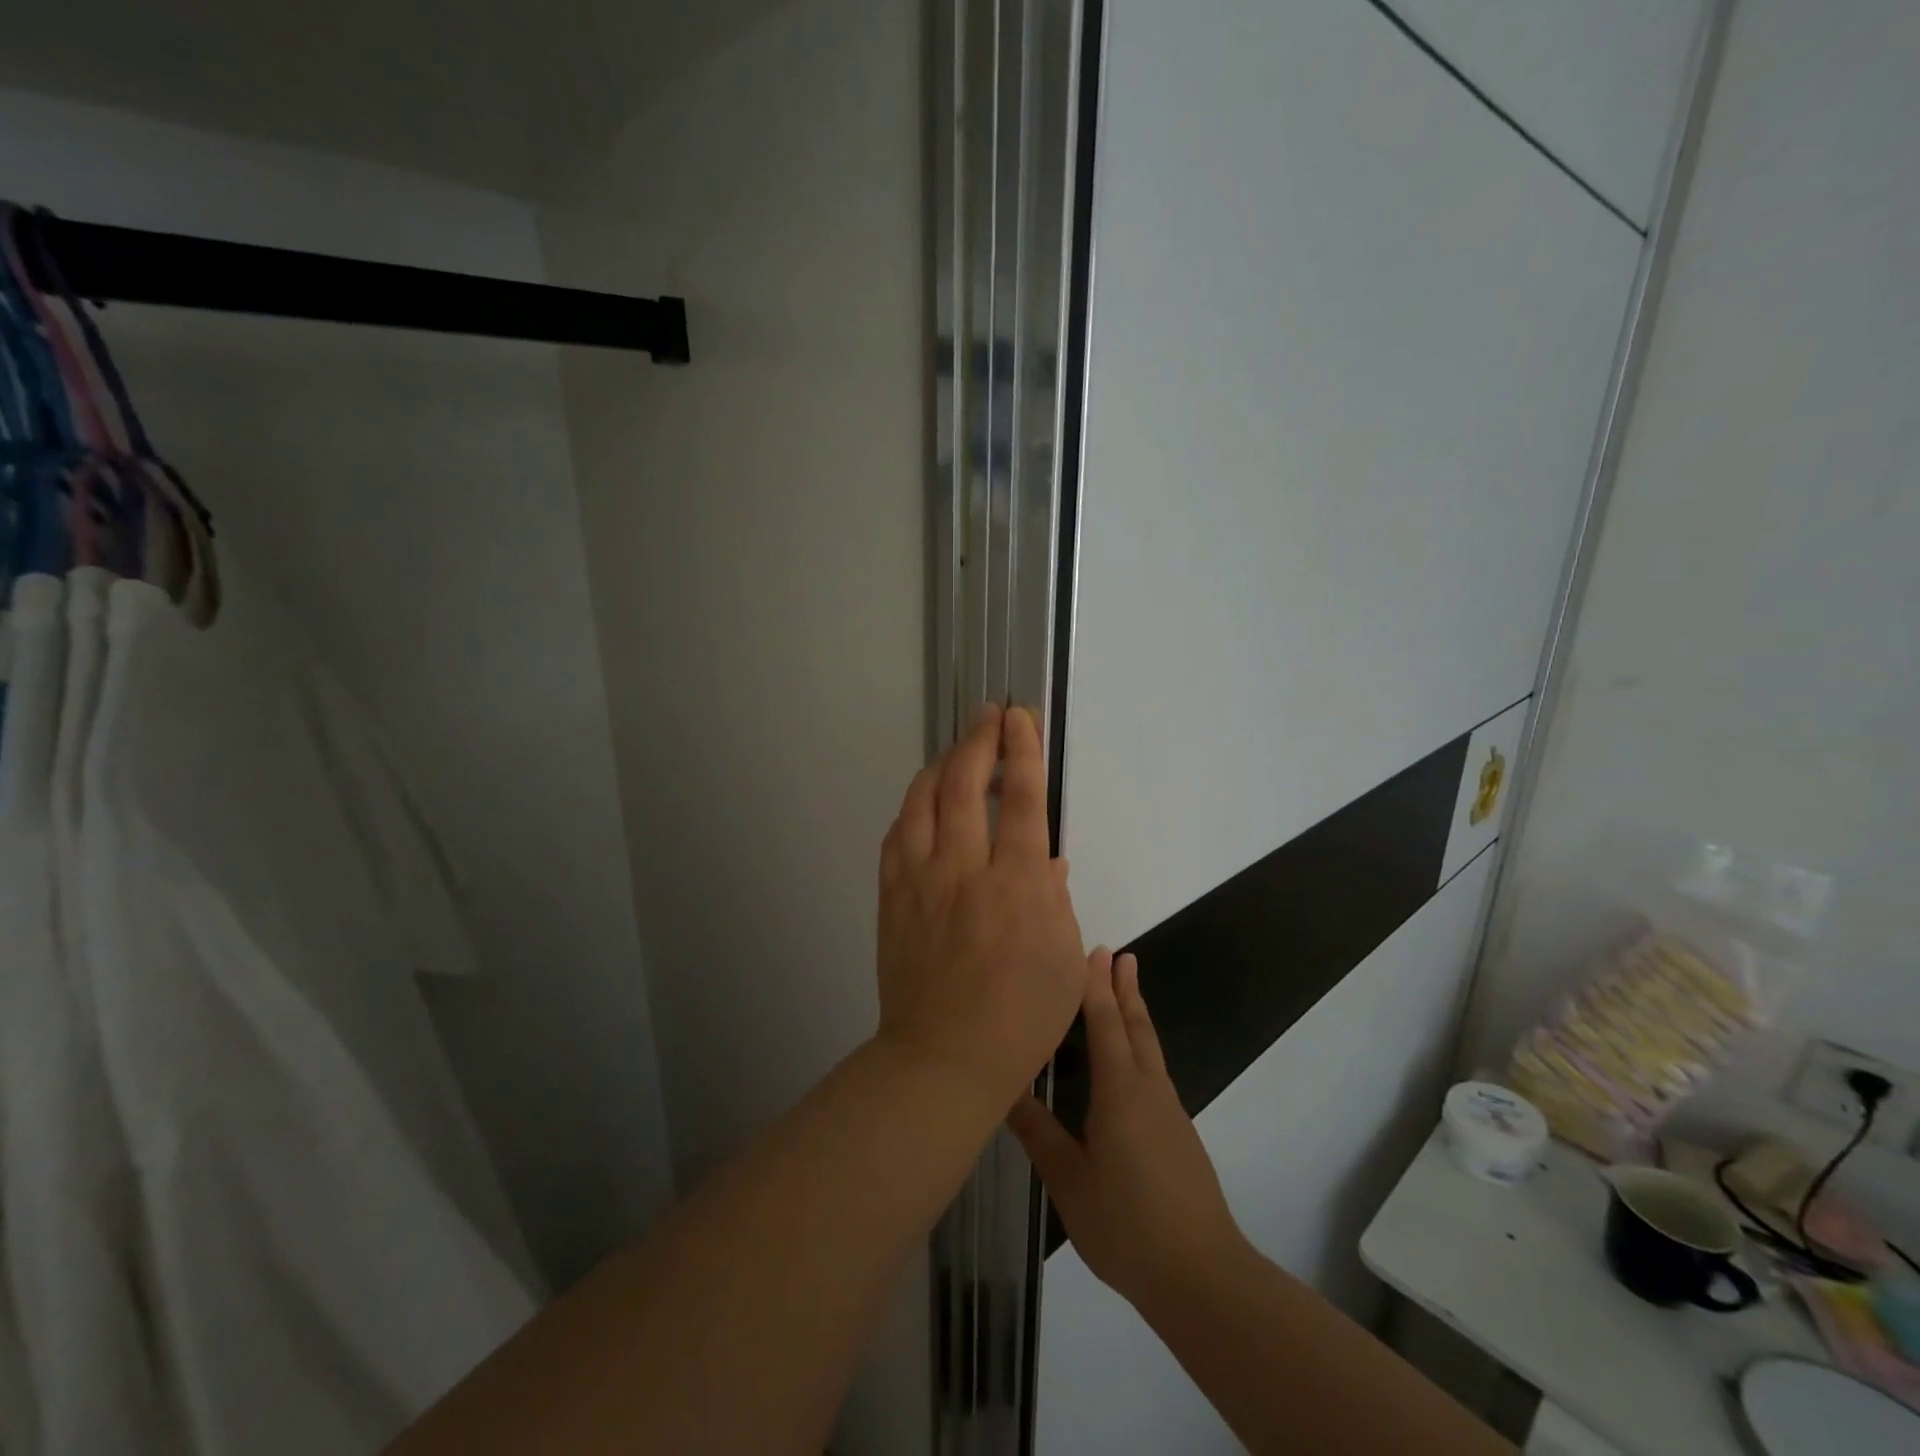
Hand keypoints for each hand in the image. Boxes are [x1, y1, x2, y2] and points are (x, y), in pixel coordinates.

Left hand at [876, 704, 1087, 1111]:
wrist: (943, 1059)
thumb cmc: (1020, 1019)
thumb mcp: (1063, 962)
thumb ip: (1056, 899)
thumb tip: (1046, 858)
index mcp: (1018, 885)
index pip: (1022, 800)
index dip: (1022, 750)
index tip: (1020, 718)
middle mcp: (965, 870)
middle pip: (966, 784)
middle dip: (979, 739)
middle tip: (989, 714)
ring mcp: (920, 880)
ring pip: (923, 800)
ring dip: (942, 764)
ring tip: (958, 750)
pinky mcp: (891, 896)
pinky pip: (897, 834)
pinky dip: (913, 806)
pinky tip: (924, 801)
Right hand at [1009, 951, 1249, 1313]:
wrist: (1201, 1275)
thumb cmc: (1127, 1223)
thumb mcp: (1069, 1180)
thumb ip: (1037, 1132)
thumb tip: (1004, 1086)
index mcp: (1121, 1090)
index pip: (1106, 1023)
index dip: (1097, 986)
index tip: (1096, 950)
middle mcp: (1149, 1089)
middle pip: (1137, 1026)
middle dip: (1125, 989)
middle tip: (1120, 955)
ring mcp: (1169, 1112)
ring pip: (1149, 1048)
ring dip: (1135, 1014)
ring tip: (1124, 992)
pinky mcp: (1177, 1134)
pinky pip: (1153, 1072)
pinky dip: (1139, 1047)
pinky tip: (1128, 1065)